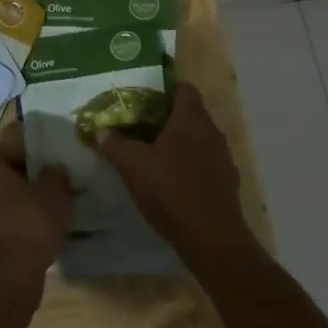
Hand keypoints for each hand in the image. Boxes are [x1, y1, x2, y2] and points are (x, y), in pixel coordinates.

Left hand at [0, 125, 73, 290]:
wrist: (5, 277)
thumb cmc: (29, 224)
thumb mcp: (54, 193)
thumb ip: (55, 174)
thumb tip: (53, 170)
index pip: (9, 148)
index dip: (32, 158)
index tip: (49, 172)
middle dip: (19, 178)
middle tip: (45, 190)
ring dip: (11, 200)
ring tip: (37, 212)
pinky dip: (4, 220)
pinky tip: (24, 232)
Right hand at [96, 82, 254, 259]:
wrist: (212, 239)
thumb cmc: (171, 191)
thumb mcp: (132, 165)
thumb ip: (114, 144)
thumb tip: (101, 130)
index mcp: (191, 119)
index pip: (183, 88)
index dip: (163, 90)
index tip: (142, 100)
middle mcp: (212, 132)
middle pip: (189, 114)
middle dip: (165, 118)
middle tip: (138, 128)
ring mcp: (223, 158)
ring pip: (197, 139)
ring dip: (178, 143)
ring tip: (152, 156)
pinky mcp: (226, 182)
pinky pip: (204, 162)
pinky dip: (188, 165)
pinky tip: (171, 182)